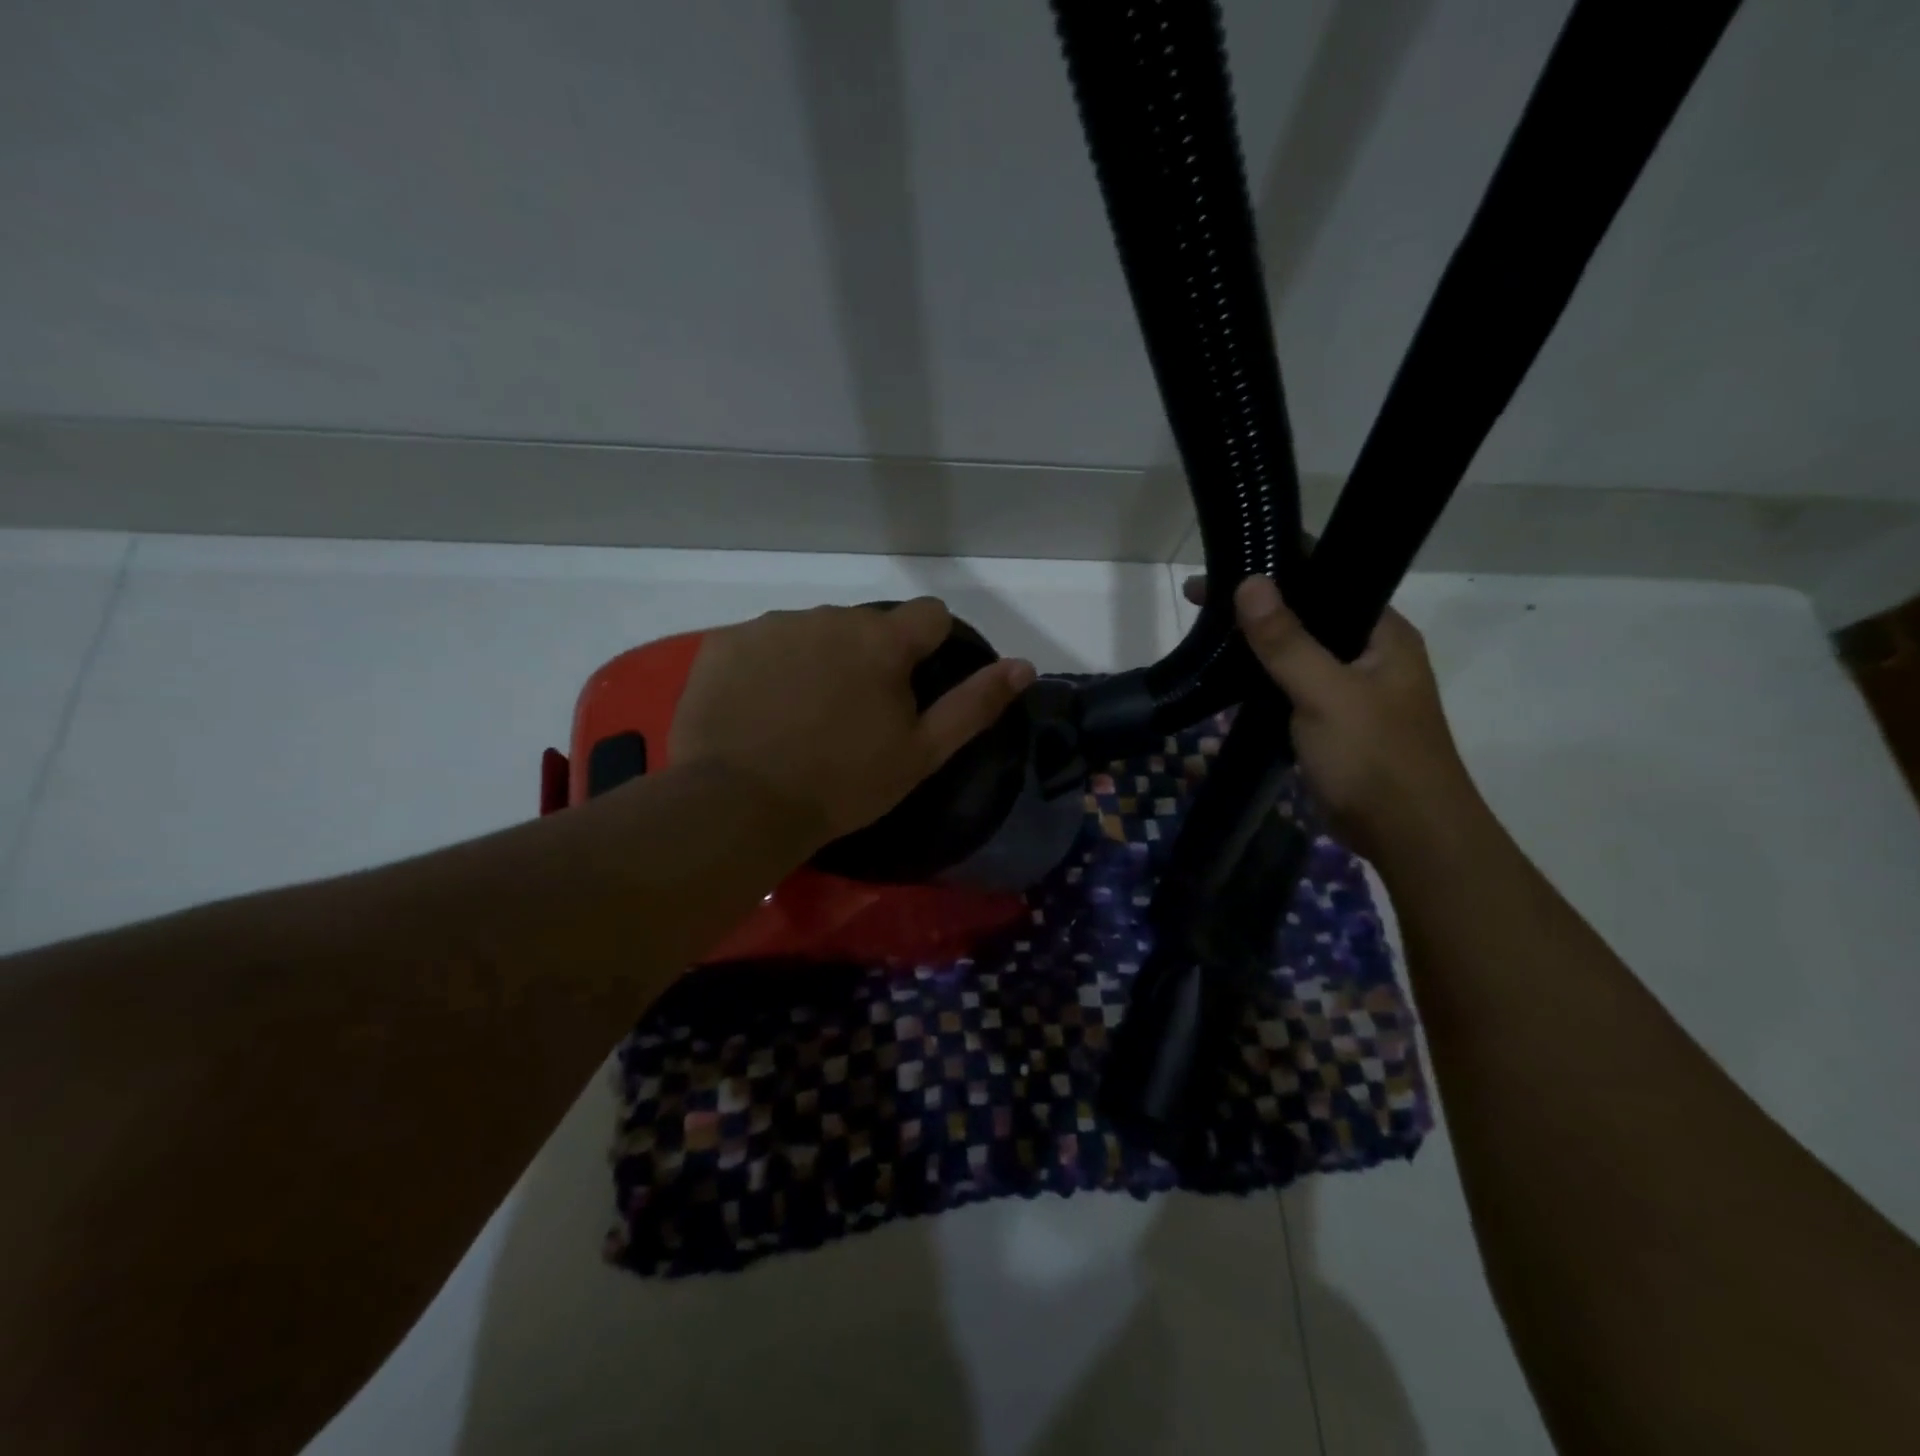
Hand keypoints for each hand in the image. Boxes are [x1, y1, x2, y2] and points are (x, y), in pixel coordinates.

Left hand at [670, 599, 1034, 851]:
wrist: (741, 805)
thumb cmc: (844, 783)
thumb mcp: (922, 752)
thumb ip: (975, 704)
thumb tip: (1024, 665)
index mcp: (882, 640)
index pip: (929, 615)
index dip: (930, 647)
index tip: (912, 685)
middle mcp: (829, 616)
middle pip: (864, 626)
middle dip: (866, 658)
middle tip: (850, 716)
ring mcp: (772, 625)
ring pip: (812, 632)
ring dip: (817, 659)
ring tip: (800, 715)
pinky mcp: (725, 642)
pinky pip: (761, 644)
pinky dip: (768, 667)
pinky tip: (758, 709)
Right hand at [1186, 574, 1482, 863]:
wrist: (1408, 837)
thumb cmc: (1375, 758)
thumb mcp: (1327, 693)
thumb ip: (1287, 641)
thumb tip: (1250, 583)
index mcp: (1383, 635)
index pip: (1331, 580)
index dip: (1281, 567)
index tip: (1228, 563)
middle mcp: (1369, 655)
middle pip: (1308, 616)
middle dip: (1258, 607)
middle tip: (1200, 600)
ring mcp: (1349, 691)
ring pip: (1296, 655)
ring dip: (1256, 646)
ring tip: (1205, 631)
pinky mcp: (1329, 724)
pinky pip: (1289, 689)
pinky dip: (1260, 681)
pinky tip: (1226, 678)